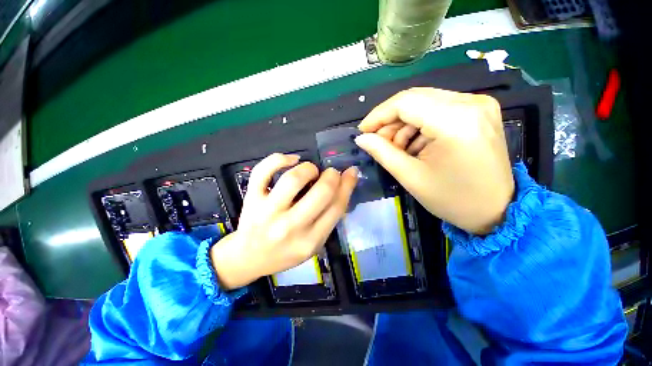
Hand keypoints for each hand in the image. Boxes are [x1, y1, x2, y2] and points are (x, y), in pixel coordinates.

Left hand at [210, 153, 357, 289]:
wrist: (249, 257)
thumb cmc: (285, 252)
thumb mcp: (314, 243)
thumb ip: (329, 218)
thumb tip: (344, 186)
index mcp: (310, 241)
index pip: (336, 207)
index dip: (347, 185)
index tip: (350, 172)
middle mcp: (290, 227)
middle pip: (321, 192)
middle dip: (332, 176)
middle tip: (331, 173)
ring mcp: (268, 212)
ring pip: (294, 179)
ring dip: (309, 168)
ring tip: (311, 170)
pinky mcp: (251, 199)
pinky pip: (263, 171)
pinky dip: (279, 159)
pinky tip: (291, 160)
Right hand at [355, 88, 513, 234]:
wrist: (496, 210)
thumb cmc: (451, 199)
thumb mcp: (410, 176)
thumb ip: (382, 152)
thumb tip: (361, 138)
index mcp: (456, 122)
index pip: (405, 102)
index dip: (378, 115)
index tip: (363, 131)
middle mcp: (471, 103)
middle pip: (415, 98)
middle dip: (389, 120)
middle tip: (377, 141)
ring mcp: (479, 104)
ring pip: (425, 102)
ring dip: (403, 124)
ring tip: (396, 148)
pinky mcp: (479, 111)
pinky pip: (438, 108)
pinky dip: (419, 125)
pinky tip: (414, 145)